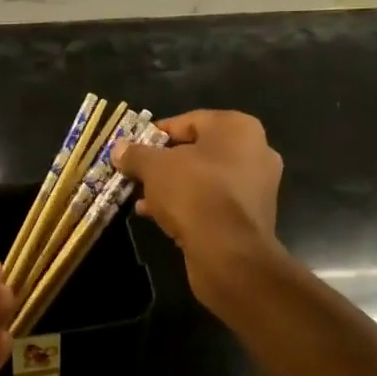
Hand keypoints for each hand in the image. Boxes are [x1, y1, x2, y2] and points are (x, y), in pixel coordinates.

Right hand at [114, 110, 283, 307]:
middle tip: (137, 173)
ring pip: (204, 179)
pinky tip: (159, 217)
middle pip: (197, 151)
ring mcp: (257, 186)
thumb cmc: (194, 193)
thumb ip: (136, 154)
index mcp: (238, 128)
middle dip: (164, 163)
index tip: (134, 148)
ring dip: (173, 187)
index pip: (189, 121)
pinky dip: (189, 206)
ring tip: (142, 199)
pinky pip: (213, 202)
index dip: (157, 134)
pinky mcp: (252, 217)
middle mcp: (255, 151)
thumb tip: (119, 148)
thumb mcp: (154, 167)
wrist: (230, 254)